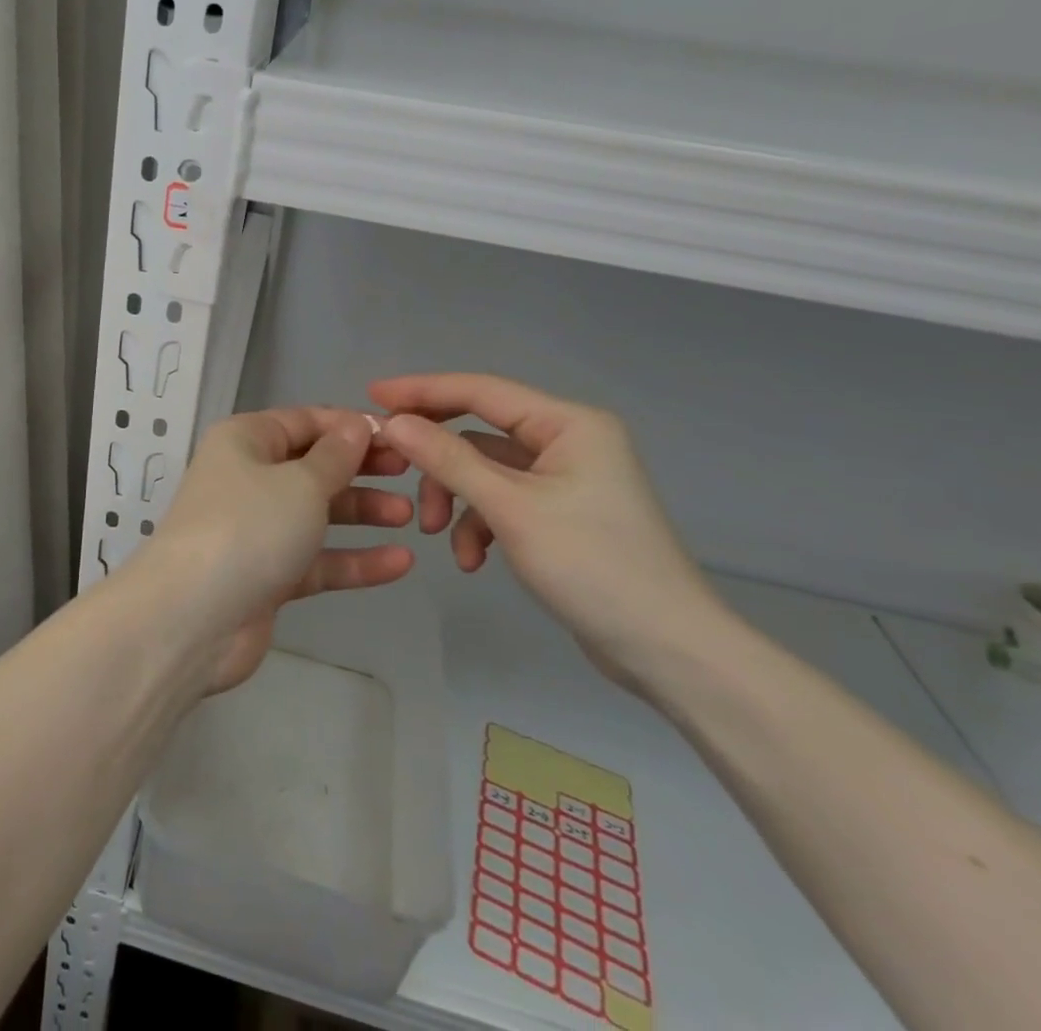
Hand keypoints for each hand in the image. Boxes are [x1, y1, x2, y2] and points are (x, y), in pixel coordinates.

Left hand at [136, 408, 414, 693]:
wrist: (193, 618)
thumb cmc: (249, 527)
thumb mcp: (300, 482)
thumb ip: (335, 456)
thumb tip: (355, 425)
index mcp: (245, 441)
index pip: (305, 421)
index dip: (350, 426)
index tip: (400, 435)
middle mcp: (247, 478)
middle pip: (312, 465)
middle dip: (360, 468)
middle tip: (410, 472)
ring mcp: (256, 529)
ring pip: (317, 513)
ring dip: (361, 513)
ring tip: (410, 516)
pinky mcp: (266, 575)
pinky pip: (316, 560)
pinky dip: (353, 560)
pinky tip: (400, 563)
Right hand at [371, 372, 733, 693]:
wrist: (668, 651)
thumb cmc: (593, 567)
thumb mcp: (510, 508)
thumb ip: (449, 459)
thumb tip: (393, 422)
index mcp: (568, 423)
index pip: (481, 390)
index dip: (423, 390)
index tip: (371, 394)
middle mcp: (567, 440)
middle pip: (479, 429)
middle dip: (437, 457)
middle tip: (390, 464)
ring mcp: (564, 478)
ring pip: (484, 469)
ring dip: (454, 498)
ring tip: (433, 533)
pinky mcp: (558, 512)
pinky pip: (501, 500)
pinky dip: (478, 523)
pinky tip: (471, 559)